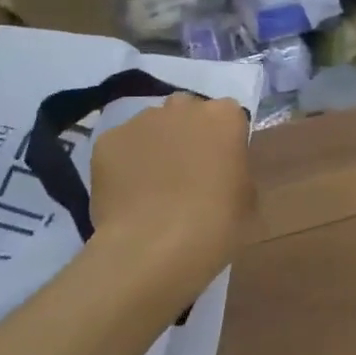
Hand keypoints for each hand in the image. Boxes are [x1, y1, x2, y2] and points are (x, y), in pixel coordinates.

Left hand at [91, 93, 254, 282]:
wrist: (154, 247)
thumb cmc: (216, 224)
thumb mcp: (248, 199)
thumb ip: (236, 170)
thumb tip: (222, 171)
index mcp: (224, 116)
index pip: (228, 116)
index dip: (224, 141)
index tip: (222, 167)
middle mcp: (183, 107)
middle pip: (187, 112)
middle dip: (188, 134)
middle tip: (187, 172)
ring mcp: (141, 121)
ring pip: (151, 126)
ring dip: (155, 146)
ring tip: (152, 186)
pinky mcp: (107, 141)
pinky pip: (120, 147)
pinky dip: (124, 163)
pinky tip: (127, 194)